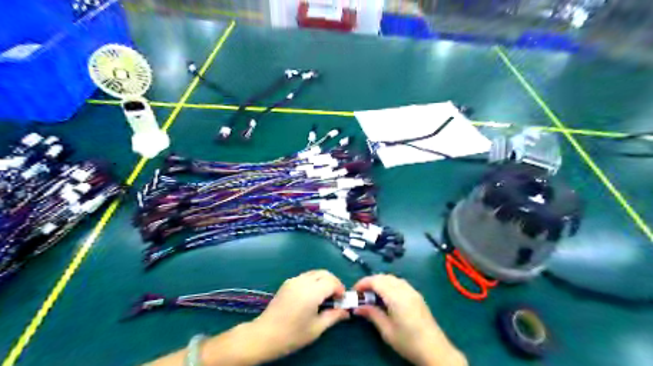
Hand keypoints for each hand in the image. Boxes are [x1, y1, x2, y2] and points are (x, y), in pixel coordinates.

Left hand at [251, 270, 352, 358]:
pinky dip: (314, 281)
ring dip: (324, 280)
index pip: (332, 281)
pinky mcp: (287, 283)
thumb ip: (333, 316)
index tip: (342, 301)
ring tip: (324, 297)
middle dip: (333, 282)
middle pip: (324, 273)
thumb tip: (346, 311)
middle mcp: (303, 281)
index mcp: (312, 292)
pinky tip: (312, 296)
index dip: (340, 289)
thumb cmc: (292, 334)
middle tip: (336, 297)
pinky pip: (305, 276)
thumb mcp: (316, 328)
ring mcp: (293, 280)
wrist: (264, 335)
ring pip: (315, 273)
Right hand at [356, 275, 466, 365]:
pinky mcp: (417, 295)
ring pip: (392, 278)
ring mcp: (413, 291)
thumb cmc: (408, 342)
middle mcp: (405, 289)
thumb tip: (357, 307)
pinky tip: (386, 296)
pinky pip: (400, 282)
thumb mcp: (387, 331)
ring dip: (380, 282)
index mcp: (396, 296)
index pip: (376, 281)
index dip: (363, 283)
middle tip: (361, 294)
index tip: (354, 291)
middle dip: (370, 281)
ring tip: (372, 294)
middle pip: (384, 277)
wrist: (435, 350)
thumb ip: (372, 314)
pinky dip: (389, 284)